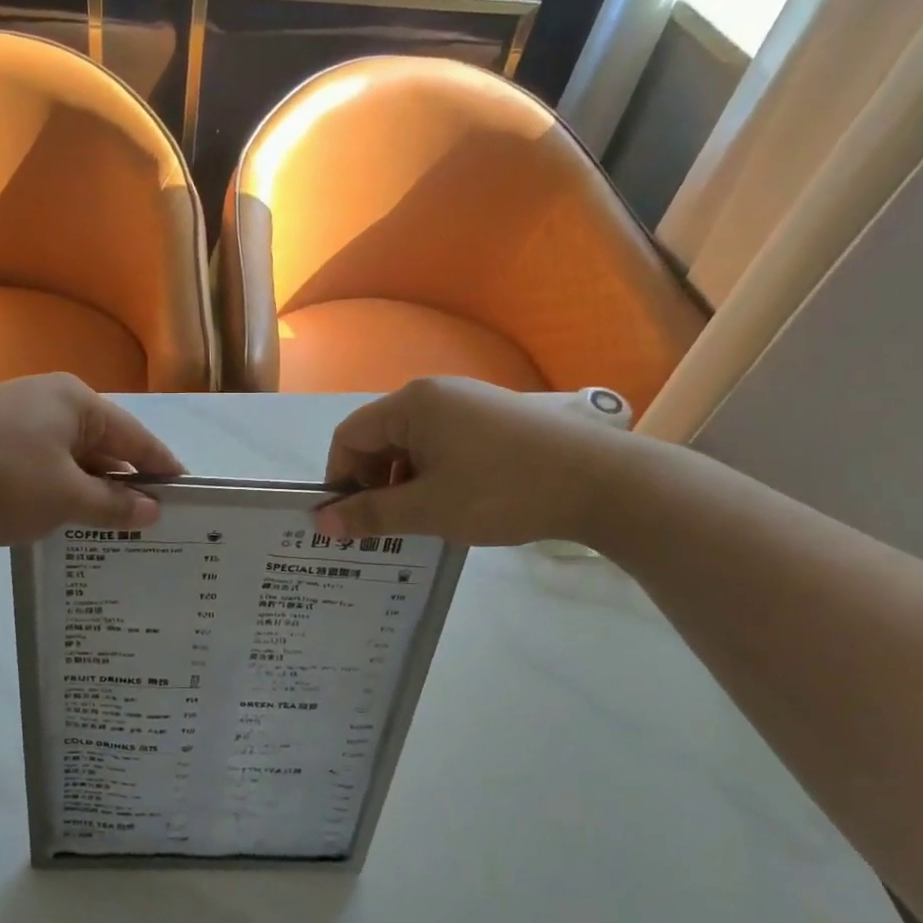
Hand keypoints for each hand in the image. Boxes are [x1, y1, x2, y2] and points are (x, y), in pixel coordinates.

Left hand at [0, 375, 183, 545]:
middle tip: (150, 525)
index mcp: (77, 402)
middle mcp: (49, 401)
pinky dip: (55, 492)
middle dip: (125, 485)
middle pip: (103, 445)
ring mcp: (14, 418)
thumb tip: (152, 509)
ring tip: (110, 532)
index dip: (163, 469)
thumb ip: (113, 505)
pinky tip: (60, 522)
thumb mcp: (64, 498)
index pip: (137, 438)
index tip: (188, 498)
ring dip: (88, 492)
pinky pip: (39, 466)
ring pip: (69, 459)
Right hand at [314, 378, 631, 546]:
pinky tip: (455, 506)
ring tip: (423, 522)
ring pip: (413, 446)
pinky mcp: (494, 420)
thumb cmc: (502, 491)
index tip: (351, 521)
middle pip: (380, 439)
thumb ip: (370, 514)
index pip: (349, 437)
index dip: (340, 479)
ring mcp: (469, 404)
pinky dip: (434, 476)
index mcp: (412, 404)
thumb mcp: (428, 509)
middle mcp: (436, 394)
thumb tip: (320, 521)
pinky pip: (444, 446)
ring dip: (405, 484)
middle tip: (387, 528)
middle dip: (374, 484)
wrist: (601, 482)